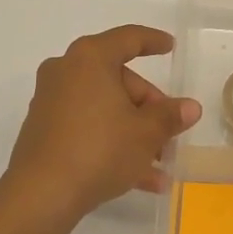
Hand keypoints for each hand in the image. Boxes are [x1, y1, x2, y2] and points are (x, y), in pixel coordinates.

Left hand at [5, 25, 202, 217]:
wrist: (42, 194)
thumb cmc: (100, 150)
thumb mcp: (146, 133)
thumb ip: (170, 116)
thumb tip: (190, 107)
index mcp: (90, 59)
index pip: (128, 39)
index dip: (153, 41)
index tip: (170, 47)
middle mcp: (65, 72)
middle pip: (118, 80)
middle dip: (148, 108)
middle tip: (169, 133)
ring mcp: (51, 102)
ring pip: (104, 109)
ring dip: (134, 134)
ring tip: (161, 166)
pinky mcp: (44, 131)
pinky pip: (88, 128)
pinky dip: (112, 144)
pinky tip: (138, 179)